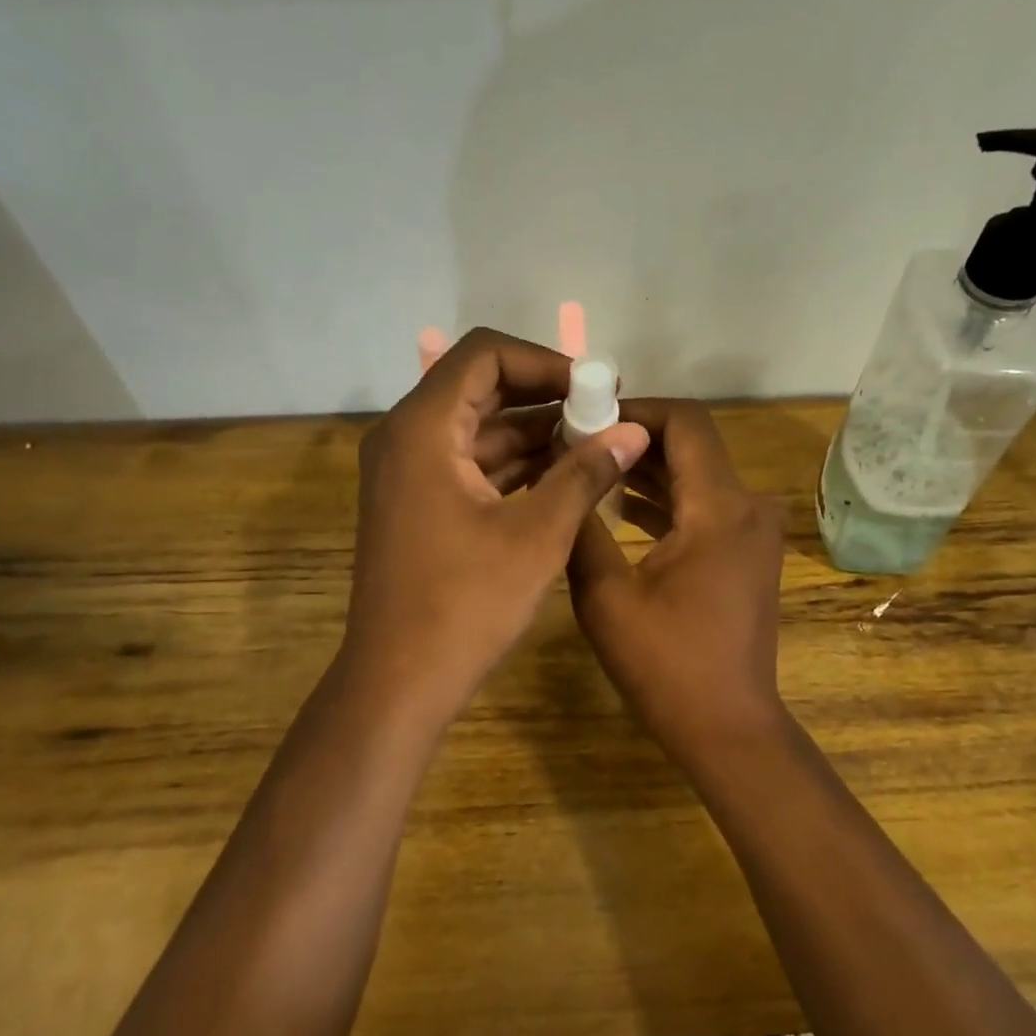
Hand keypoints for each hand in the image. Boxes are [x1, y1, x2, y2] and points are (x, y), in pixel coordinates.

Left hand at [342, 328, 649, 724]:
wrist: (400, 681)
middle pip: (479, 385)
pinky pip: (469, 461)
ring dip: (532, 431)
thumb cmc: (466, 603)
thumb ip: (586, 472)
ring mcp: (407, 471)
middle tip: (602, 411)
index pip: (484, 354)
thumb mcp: (538, 534)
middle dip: (544, 395)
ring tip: (594, 443)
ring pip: (477, 426)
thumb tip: (635, 430)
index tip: (593, 386)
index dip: (544, 360)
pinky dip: (512, 462)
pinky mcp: (417, 502)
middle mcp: (406, 437)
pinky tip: (562, 475)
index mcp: (423, 429)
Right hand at [566, 400, 786, 746]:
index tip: (586, 418)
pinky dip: (667, 500)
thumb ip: (583, 523)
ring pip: (697, 475)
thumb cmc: (666, 664)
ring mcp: (754, 531)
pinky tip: (619, 507)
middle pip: (692, 445)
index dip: (635, 410)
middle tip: (576, 443)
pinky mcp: (748, 552)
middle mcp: (749, 506)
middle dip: (634, 439)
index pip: (685, 422)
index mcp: (721, 508)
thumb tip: (564, 471)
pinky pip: (705, 506)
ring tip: (589, 470)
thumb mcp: (606, 594)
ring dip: (647, 469)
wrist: (726, 726)